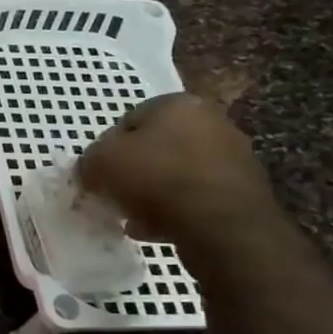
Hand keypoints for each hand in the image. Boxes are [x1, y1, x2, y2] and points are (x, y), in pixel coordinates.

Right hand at [77, 93, 277, 248]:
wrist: (224, 227)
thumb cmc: (157, 179)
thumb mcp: (101, 163)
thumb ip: (88, 161)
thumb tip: (90, 170)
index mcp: (178, 103)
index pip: (128, 121)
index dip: (107, 149)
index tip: (98, 175)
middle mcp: (211, 121)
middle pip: (155, 147)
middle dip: (133, 172)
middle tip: (115, 196)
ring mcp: (234, 157)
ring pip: (176, 174)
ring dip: (154, 194)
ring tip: (134, 219)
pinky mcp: (244, 193)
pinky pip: (197, 198)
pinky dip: (176, 211)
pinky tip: (157, 230)